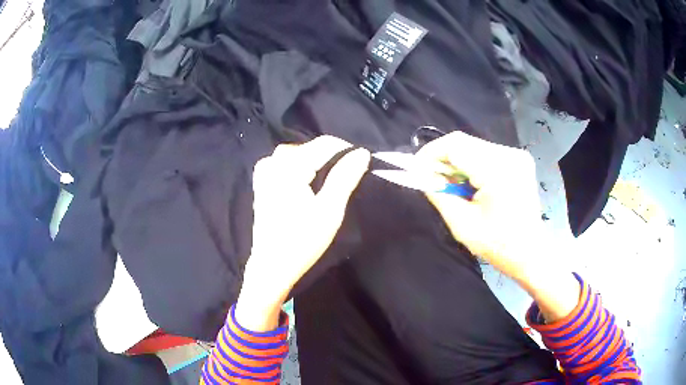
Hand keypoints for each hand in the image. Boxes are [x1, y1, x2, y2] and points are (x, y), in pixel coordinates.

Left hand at [236, 136, 369, 330]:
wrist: (271, 267)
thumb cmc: (302, 241)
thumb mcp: (329, 210)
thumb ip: (345, 177)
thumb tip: (361, 153)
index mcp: (288, 167)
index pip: (323, 144)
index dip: (346, 150)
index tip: (363, 162)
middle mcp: (273, 162)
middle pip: (309, 148)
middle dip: (331, 157)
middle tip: (349, 175)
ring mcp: (264, 172)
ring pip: (298, 154)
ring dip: (317, 162)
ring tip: (333, 178)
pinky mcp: (262, 183)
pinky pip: (285, 164)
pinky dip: (301, 168)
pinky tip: (309, 181)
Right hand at [416, 132, 578, 320]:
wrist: (531, 251)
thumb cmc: (498, 245)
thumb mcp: (462, 225)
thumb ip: (439, 195)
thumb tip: (421, 176)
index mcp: (498, 171)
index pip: (455, 146)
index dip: (431, 153)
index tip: (416, 168)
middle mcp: (509, 155)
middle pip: (464, 143)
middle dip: (442, 158)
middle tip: (430, 179)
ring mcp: (516, 155)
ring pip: (474, 146)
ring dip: (456, 162)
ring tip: (450, 185)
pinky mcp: (518, 159)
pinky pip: (485, 153)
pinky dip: (471, 164)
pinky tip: (469, 183)